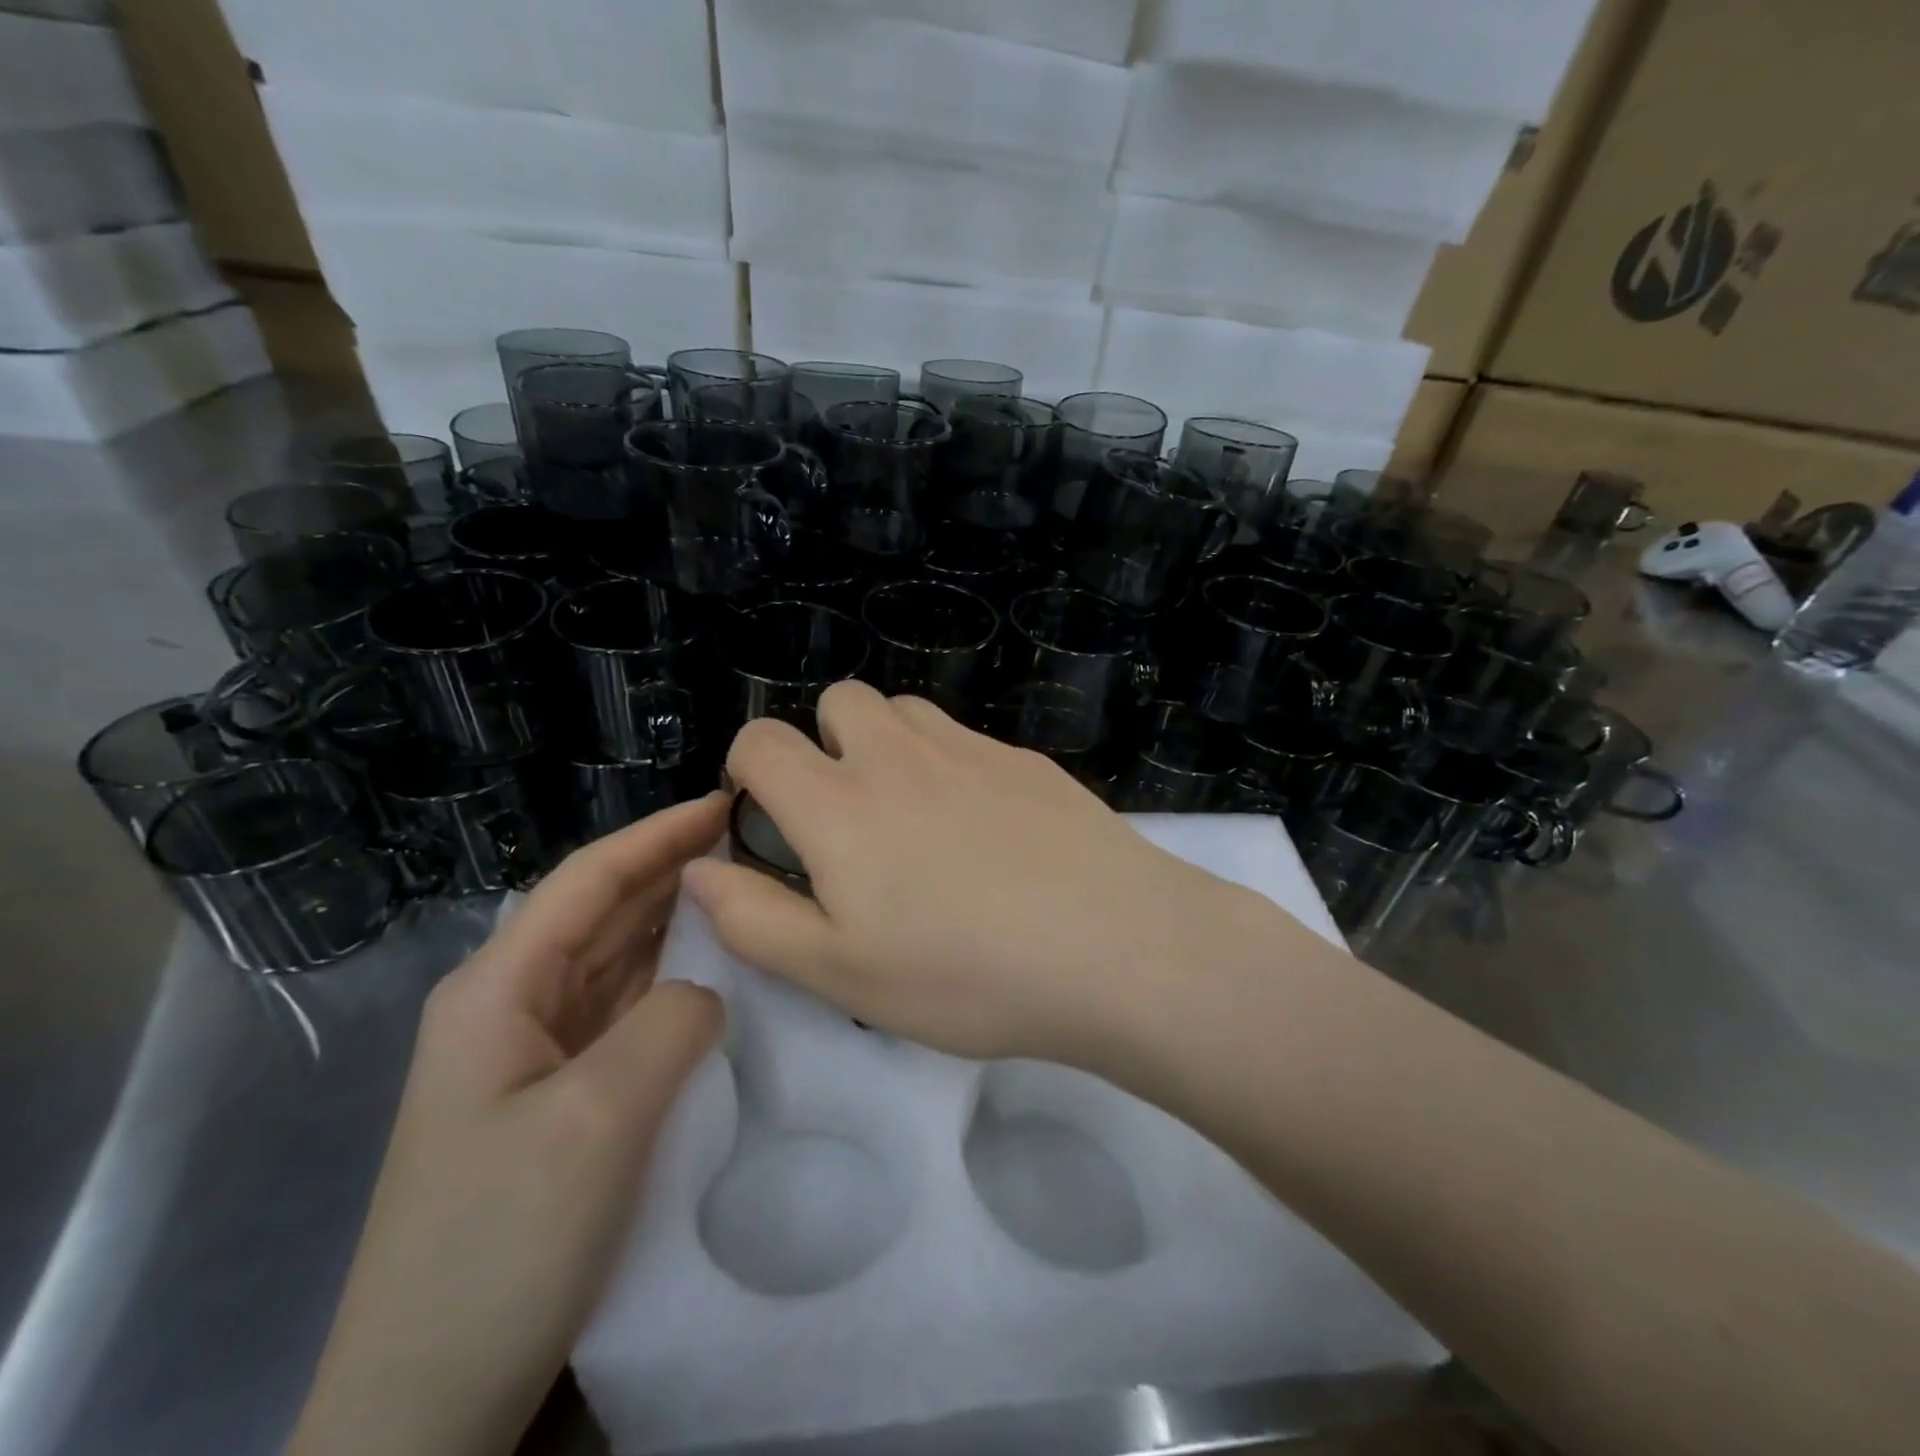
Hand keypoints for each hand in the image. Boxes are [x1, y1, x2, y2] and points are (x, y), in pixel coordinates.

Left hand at [289, 794, 728, 1455]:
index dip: (659, 835)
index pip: (589, 879)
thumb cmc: (497, 1245)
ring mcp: (531, 1054)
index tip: (725, 804)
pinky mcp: (556, 1096)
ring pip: (615, 960)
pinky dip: (671, 981)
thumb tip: (709, 990)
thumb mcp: (597, 1118)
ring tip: (745, 892)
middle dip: (673, 869)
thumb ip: (670, 1022)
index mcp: (498, 989)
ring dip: (675, 922)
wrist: (421, 1406)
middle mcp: (509, 1006)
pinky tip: (715, 975)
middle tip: (752, 843)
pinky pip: (622, 1012)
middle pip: (601, 912)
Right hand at [684, 683, 1265, 1065]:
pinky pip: (966, 738)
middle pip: (839, 701)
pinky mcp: (1026, 759)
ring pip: (905, 711)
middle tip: (851, 821)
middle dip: (825, 744)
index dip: (749, 771)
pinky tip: (989, 831)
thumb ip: (755, 919)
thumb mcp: (840, 973)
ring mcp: (970, 748)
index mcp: (839, 803)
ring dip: (889, 746)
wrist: (1114, 947)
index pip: (761, 741)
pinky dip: (952, 765)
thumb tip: (700, 869)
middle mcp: (899, 754)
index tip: (772, 824)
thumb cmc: (965, 974)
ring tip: (916, 820)